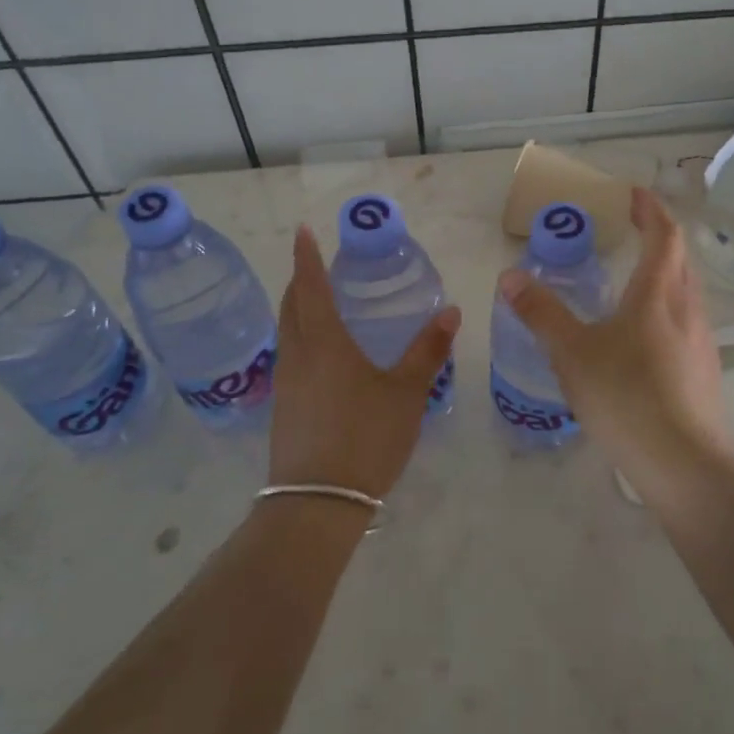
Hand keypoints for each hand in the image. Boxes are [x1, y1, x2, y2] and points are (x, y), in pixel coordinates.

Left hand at [269, 225, 460, 498]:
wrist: (317, 502)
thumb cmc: (366, 437)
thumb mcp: (406, 393)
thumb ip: (427, 351)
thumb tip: (451, 312)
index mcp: (324, 342)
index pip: (310, 286)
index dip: (307, 257)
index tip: (304, 231)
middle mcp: (297, 355)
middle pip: (290, 306)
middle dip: (300, 280)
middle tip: (316, 266)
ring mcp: (285, 383)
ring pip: (286, 332)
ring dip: (297, 310)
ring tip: (319, 304)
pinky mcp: (283, 407)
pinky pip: (289, 357)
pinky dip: (300, 339)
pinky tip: (321, 355)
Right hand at [498, 187, 731, 504]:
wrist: (685, 464)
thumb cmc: (626, 396)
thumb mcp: (572, 353)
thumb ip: (541, 313)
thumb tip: (511, 277)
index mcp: (657, 294)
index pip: (663, 235)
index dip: (650, 209)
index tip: (633, 194)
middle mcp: (687, 309)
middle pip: (680, 260)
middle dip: (659, 237)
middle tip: (631, 231)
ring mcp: (702, 342)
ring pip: (685, 293)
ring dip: (664, 275)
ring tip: (632, 283)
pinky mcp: (704, 372)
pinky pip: (685, 325)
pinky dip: (664, 311)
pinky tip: (641, 340)